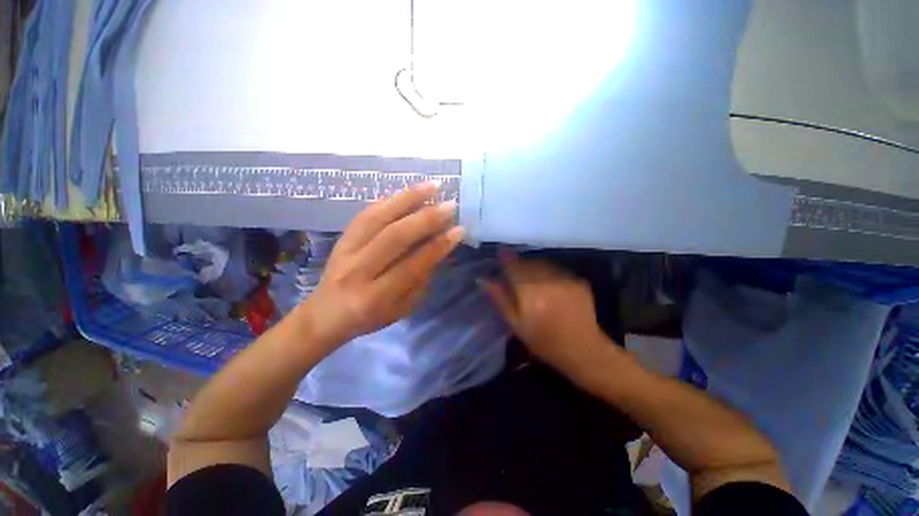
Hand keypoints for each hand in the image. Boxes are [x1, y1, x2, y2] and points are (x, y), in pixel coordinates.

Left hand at [300, 182, 463, 347]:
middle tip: (449, 205)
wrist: (324, 314)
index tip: (458, 230)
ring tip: (432, 186)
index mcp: (375, 297)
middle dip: (426, 219)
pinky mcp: (341, 238)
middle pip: (394, 237)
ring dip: (408, 199)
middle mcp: (357, 271)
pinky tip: (408, 192)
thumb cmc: (370, 317)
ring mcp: (344, 250)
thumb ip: (420, 280)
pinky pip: (366, 213)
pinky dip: (390, 200)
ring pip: (377, 218)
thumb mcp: (401, 309)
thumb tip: (438, 248)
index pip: (412, 266)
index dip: (437, 247)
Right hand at [481, 254, 610, 375]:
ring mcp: (566, 279)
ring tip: (534, 281)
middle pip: (528, 263)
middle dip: (520, 265)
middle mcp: (547, 281)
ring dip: (535, 267)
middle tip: (517, 276)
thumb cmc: (544, 341)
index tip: (501, 253)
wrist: (583, 350)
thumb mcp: (516, 324)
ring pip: (543, 264)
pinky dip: (550, 273)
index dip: (506, 258)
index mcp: (529, 293)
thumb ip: (500, 299)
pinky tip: (551, 286)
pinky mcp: (579, 280)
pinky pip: (558, 270)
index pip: (513, 266)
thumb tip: (484, 279)